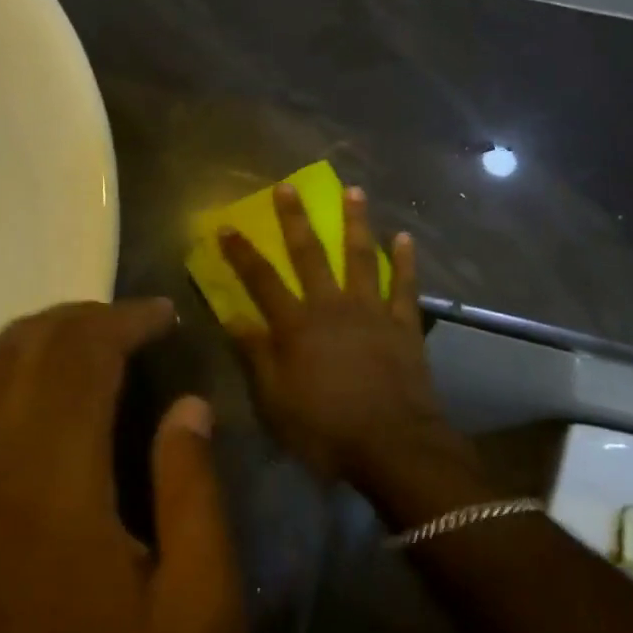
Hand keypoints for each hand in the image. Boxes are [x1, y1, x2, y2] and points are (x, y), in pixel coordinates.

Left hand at [0, 301, 245, 632]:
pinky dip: (1, 367)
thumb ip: (196, 494)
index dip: (126, 320)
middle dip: (89, 318)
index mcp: (54, 486)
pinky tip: (42, 395)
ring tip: (94, 349)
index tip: (167, 315)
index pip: (81, 356)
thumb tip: (189, 406)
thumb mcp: (199, 616)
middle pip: (29, 345)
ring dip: (41, 337)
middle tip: (141, 328)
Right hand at [217, 184, 451, 487]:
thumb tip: (232, 318)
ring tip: (354, 191)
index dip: (242, 253)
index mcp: (296, 325)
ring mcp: (371, 311)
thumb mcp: (275, 401)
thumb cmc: (326, 429)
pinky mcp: (403, 324)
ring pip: (361, 256)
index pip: (261, 281)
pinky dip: (405, 261)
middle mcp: (331, 306)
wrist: (393, 446)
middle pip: (310, 255)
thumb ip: (255, 356)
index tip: (227, 226)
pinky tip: (405, 237)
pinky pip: (405, 285)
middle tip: (288, 187)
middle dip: (295, 219)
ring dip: (356, 222)